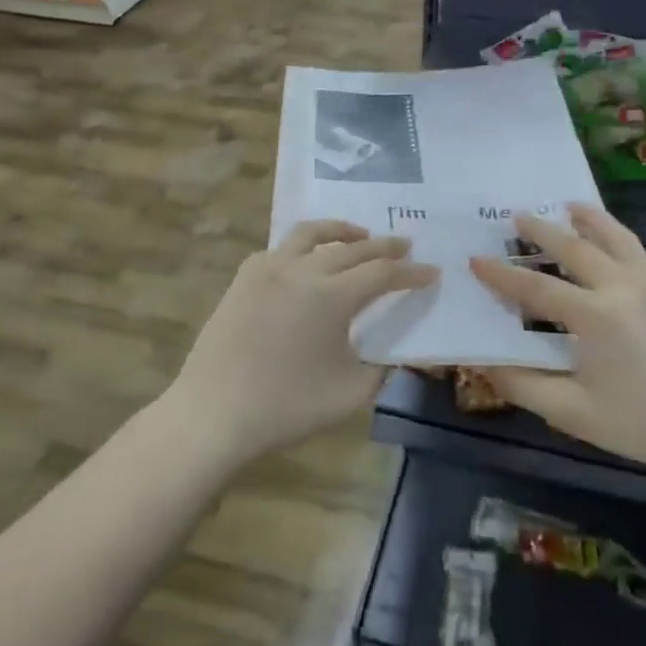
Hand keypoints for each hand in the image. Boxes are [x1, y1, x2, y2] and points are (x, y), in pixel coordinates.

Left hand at [163, 220, 437, 465]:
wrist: (214, 413)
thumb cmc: (287, 407)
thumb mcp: (351, 394)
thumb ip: (382, 368)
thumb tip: (393, 353)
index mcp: (331, 296)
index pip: (382, 273)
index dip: (411, 273)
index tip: (431, 272)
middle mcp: (302, 270)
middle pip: (352, 248)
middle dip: (384, 246)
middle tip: (405, 246)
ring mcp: (268, 269)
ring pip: (311, 234)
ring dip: (341, 231)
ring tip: (359, 236)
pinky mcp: (243, 279)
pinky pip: (280, 249)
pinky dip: (303, 246)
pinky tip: (307, 260)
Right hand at [469, 204, 645, 474]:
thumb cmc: (643, 424)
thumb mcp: (573, 414)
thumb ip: (523, 385)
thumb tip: (486, 362)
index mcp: (594, 317)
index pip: (535, 288)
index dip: (501, 275)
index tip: (475, 260)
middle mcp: (620, 288)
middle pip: (572, 248)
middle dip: (539, 231)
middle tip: (514, 217)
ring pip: (612, 237)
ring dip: (585, 219)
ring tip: (566, 205)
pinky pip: (635, 249)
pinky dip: (614, 232)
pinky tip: (607, 234)